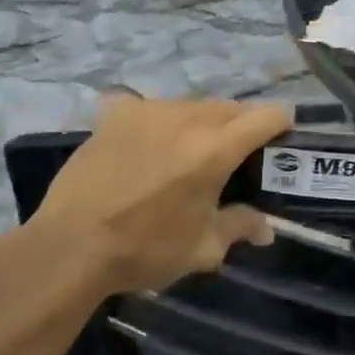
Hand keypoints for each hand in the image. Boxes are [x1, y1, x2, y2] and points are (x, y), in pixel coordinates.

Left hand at [24, 96, 292, 295]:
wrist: (71, 246)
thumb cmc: (145, 249)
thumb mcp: (202, 248)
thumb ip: (239, 227)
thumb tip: (266, 229)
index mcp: (215, 148)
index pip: (267, 115)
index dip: (282, 123)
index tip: (283, 137)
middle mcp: (186, 118)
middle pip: (230, 107)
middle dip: (242, 125)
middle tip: (237, 154)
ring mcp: (148, 110)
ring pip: (191, 105)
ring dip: (202, 121)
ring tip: (190, 151)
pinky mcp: (116, 114)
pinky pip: (148, 106)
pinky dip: (156, 120)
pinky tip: (146, 142)